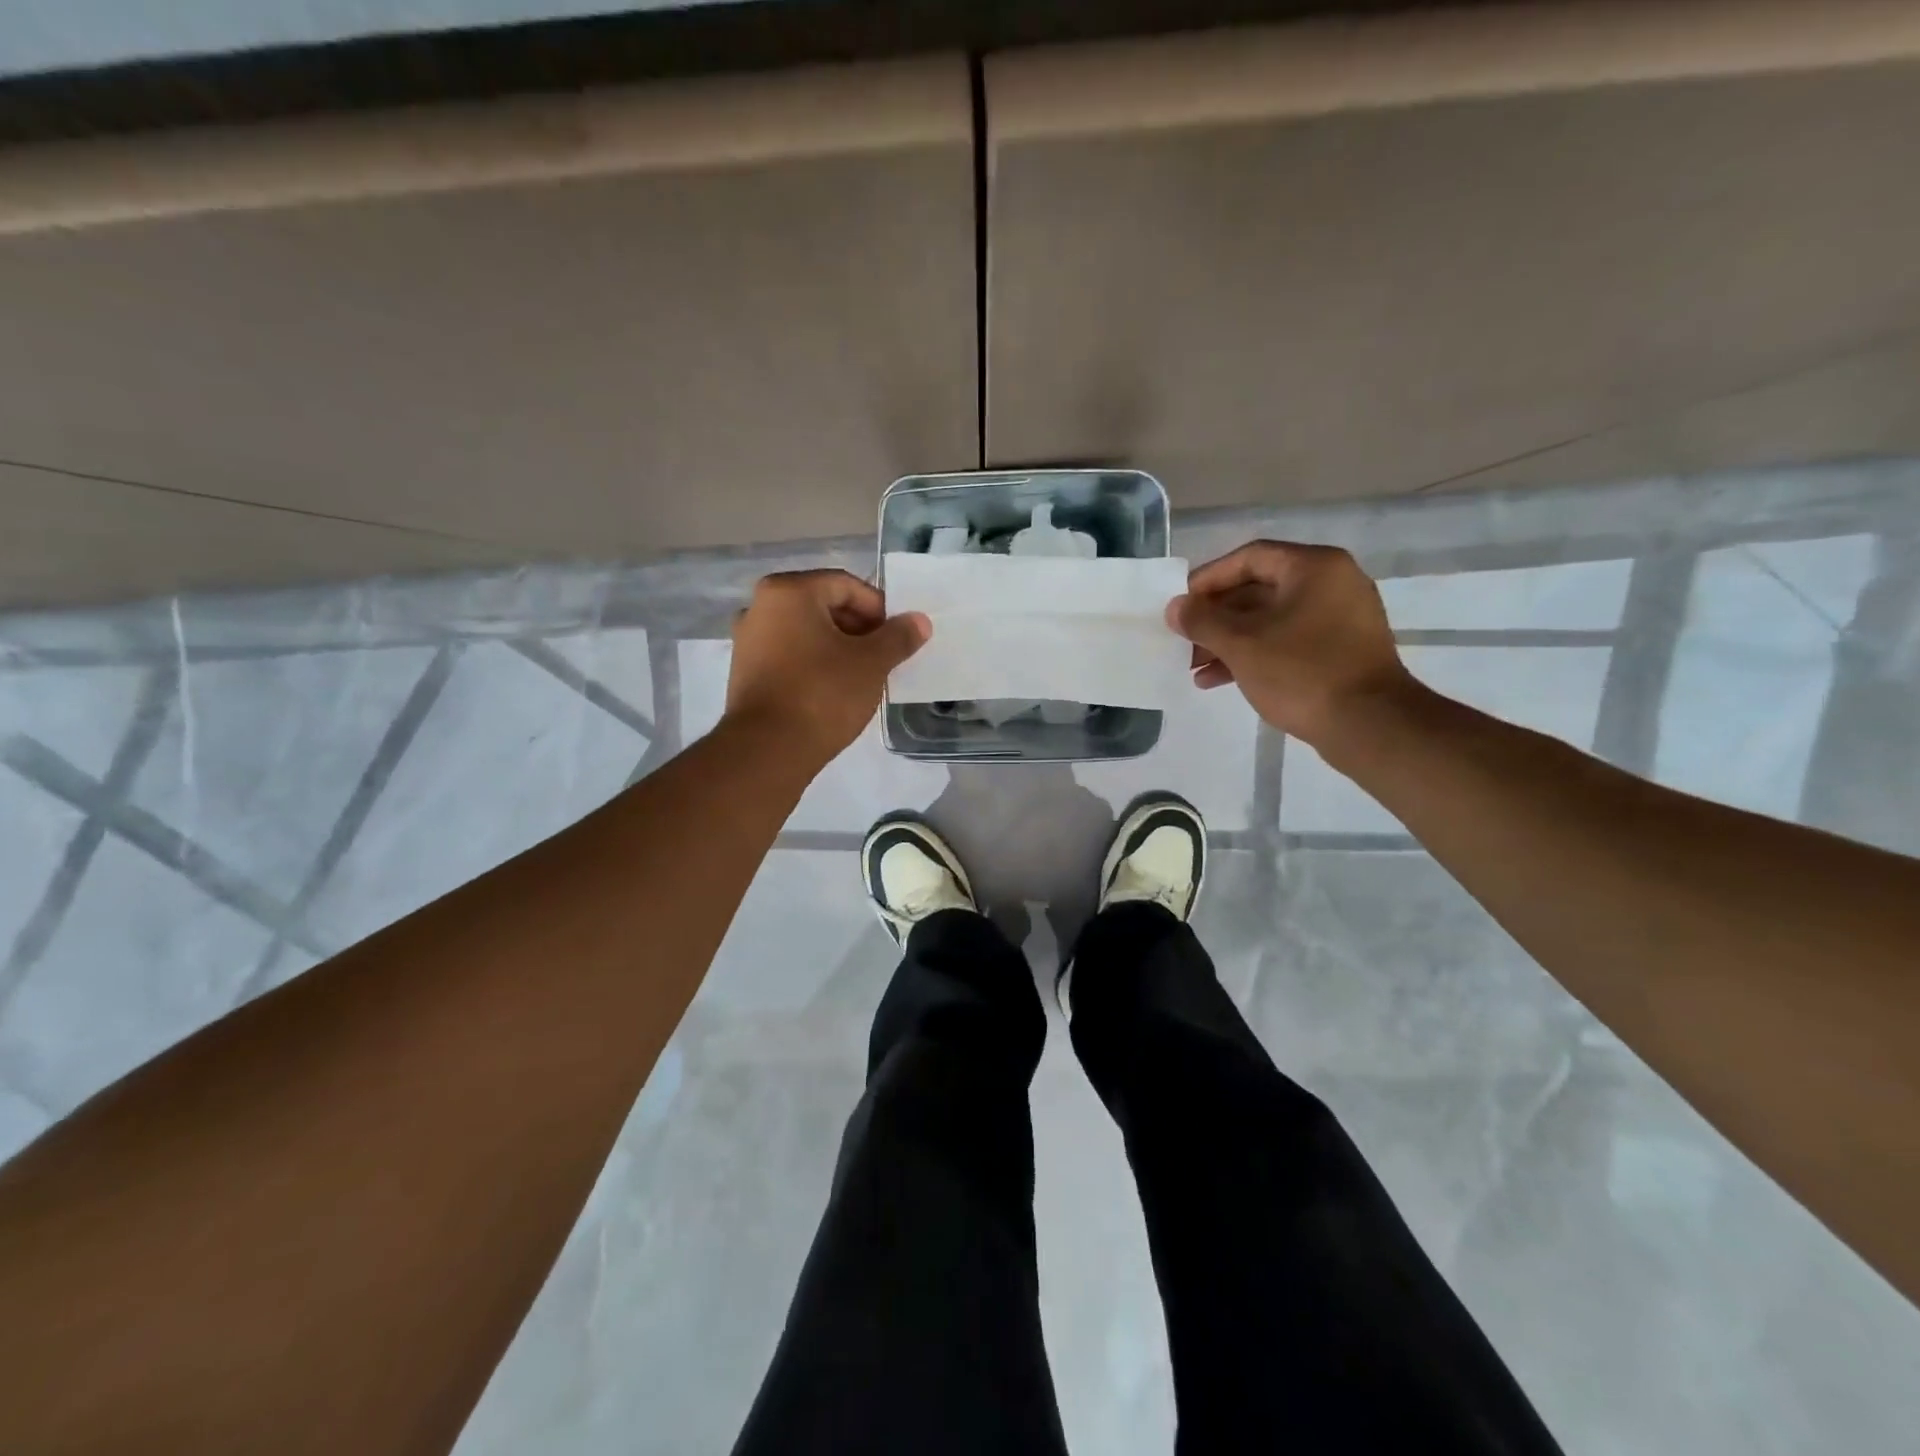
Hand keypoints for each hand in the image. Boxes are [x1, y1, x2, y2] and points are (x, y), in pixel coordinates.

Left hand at [724, 569, 929, 765]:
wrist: (768, 750)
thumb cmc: (823, 694)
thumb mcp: (871, 663)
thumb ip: (898, 637)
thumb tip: (919, 621)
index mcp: (789, 591)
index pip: (846, 585)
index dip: (879, 609)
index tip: (897, 638)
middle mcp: (760, 606)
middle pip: (824, 606)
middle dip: (859, 628)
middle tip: (884, 657)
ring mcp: (748, 640)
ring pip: (807, 632)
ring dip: (838, 647)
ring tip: (863, 676)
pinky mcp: (745, 671)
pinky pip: (789, 655)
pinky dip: (815, 663)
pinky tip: (834, 689)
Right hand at [1167, 541, 1412, 748]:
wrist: (1369, 725)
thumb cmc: (1301, 673)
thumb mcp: (1241, 644)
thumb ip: (1202, 621)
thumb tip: (1175, 607)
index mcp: (1314, 567)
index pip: (1249, 558)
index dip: (1208, 579)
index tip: (1180, 605)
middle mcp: (1332, 583)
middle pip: (1259, 590)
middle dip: (1216, 618)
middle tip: (1184, 640)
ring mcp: (1340, 618)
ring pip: (1270, 620)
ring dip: (1229, 641)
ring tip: (1194, 667)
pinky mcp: (1341, 650)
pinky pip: (1288, 641)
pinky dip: (1254, 655)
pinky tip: (1219, 680)